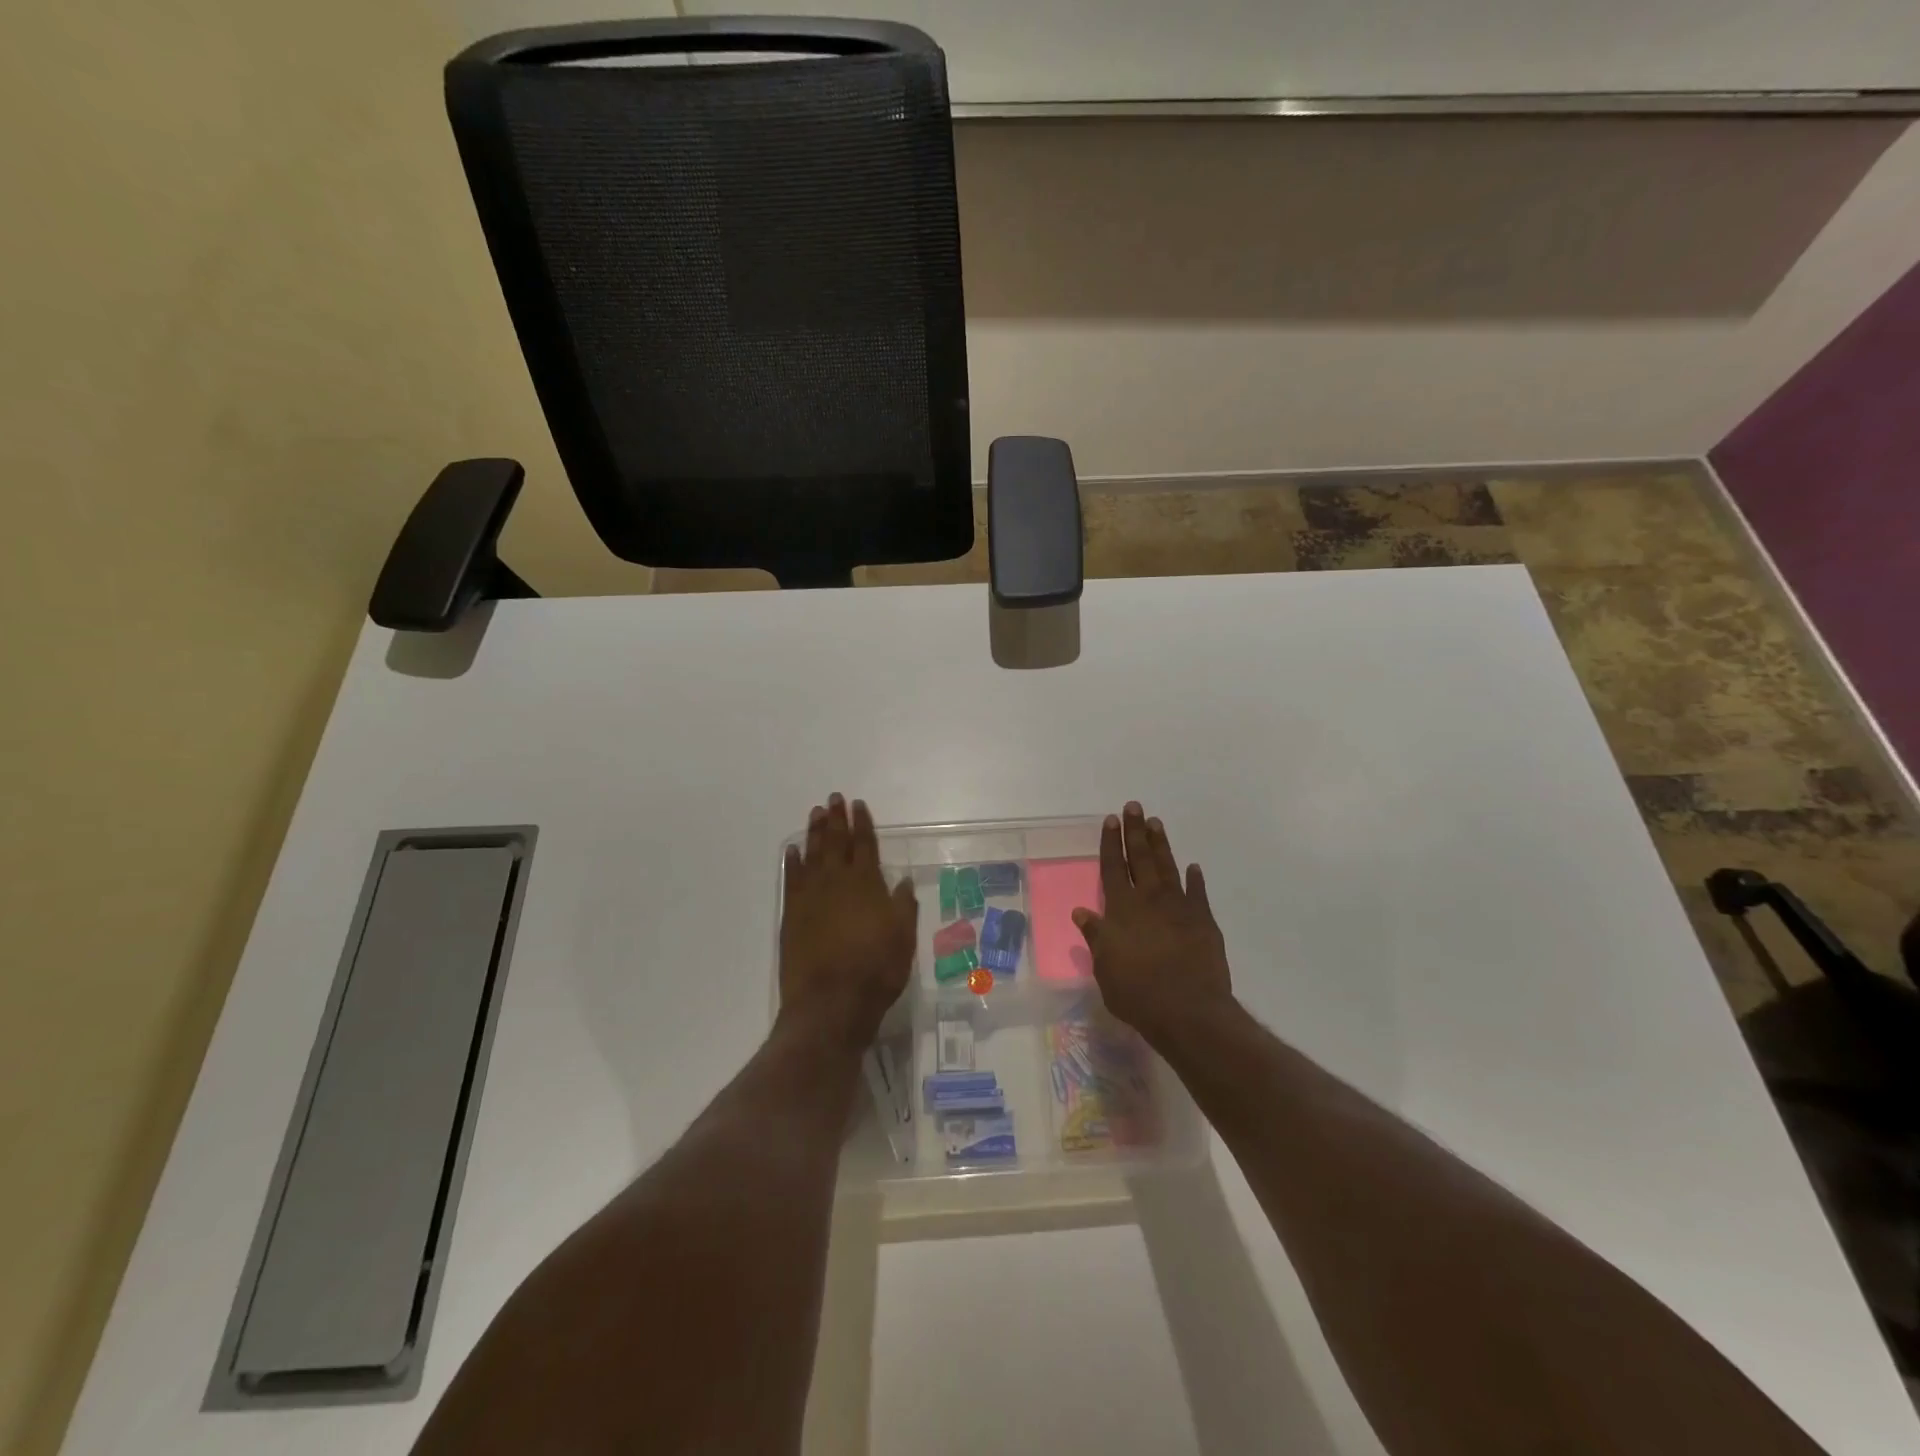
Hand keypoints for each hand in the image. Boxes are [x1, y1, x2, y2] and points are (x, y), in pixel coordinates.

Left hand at [779, 793, 917, 1046]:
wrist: (831, 1003)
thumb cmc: (876, 971)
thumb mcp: (903, 939)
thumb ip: (903, 907)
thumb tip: (902, 882)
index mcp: (867, 885)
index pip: (866, 845)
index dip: (863, 823)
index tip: (858, 805)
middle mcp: (837, 882)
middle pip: (837, 842)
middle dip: (836, 819)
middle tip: (833, 798)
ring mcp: (811, 897)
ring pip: (813, 854)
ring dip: (815, 832)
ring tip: (815, 813)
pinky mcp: (791, 914)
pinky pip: (792, 878)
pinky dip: (792, 861)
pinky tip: (793, 850)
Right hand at [1073, 802, 1233, 1048]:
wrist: (1187, 1010)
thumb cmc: (1136, 992)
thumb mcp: (1104, 967)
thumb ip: (1096, 936)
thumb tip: (1082, 912)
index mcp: (1121, 909)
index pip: (1113, 867)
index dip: (1111, 842)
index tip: (1111, 819)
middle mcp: (1149, 899)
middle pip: (1141, 858)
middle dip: (1135, 831)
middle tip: (1134, 806)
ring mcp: (1179, 907)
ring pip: (1168, 867)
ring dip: (1161, 844)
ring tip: (1156, 823)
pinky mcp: (1204, 921)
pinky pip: (1198, 893)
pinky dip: (1195, 879)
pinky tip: (1193, 867)